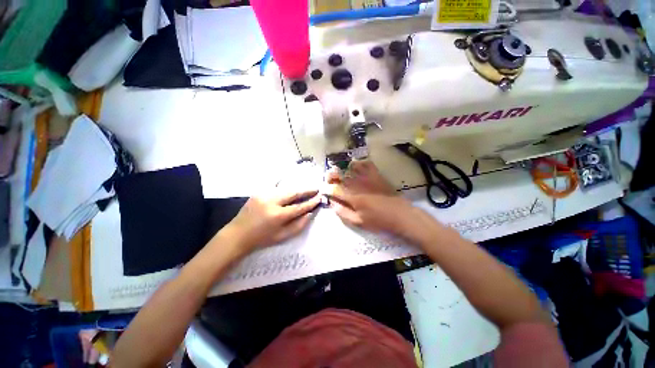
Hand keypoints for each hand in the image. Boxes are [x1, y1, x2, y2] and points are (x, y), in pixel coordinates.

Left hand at [227, 190, 320, 252]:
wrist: (238, 234)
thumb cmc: (262, 238)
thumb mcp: (282, 236)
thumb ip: (299, 225)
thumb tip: (310, 213)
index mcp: (277, 215)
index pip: (299, 207)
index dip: (311, 202)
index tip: (319, 198)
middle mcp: (271, 202)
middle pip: (293, 193)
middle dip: (306, 190)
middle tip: (316, 189)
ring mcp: (264, 195)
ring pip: (285, 189)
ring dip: (297, 190)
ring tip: (306, 190)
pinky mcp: (258, 192)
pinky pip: (276, 189)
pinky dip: (286, 190)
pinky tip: (291, 191)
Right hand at [327, 160, 415, 234]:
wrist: (399, 214)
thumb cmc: (378, 220)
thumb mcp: (358, 221)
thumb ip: (343, 212)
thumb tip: (332, 203)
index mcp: (351, 197)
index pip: (333, 189)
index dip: (326, 188)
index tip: (324, 189)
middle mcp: (357, 184)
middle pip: (339, 174)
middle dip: (331, 176)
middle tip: (331, 180)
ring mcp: (367, 177)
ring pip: (349, 167)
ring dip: (343, 169)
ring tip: (341, 174)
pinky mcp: (376, 174)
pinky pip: (365, 163)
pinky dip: (358, 164)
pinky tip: (356, 168)